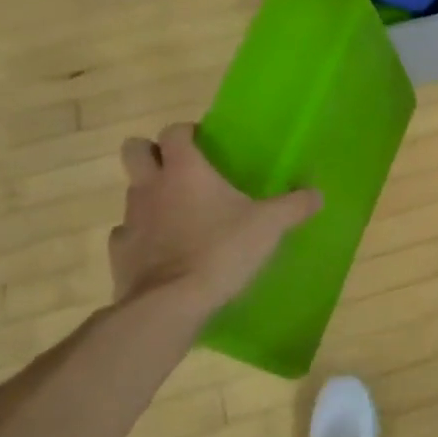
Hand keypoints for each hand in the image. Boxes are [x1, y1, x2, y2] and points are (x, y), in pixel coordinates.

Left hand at [107, 124, 321, 315]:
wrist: (170, 305)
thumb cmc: (220, 251)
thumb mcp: (268, 227)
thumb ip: (293, 207)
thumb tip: (317, 194)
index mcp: (184, 170)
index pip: (174, 131)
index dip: (186, 132)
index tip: (204, 143)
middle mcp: (151, 186)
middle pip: (134, 150)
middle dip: (152, 153)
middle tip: (180, 170)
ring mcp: (130, 219)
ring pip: (132, 193)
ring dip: (150, 197)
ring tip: (179, 216)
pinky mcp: (120, 253)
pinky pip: (127, 234)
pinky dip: (142, 237)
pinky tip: (163, 251)